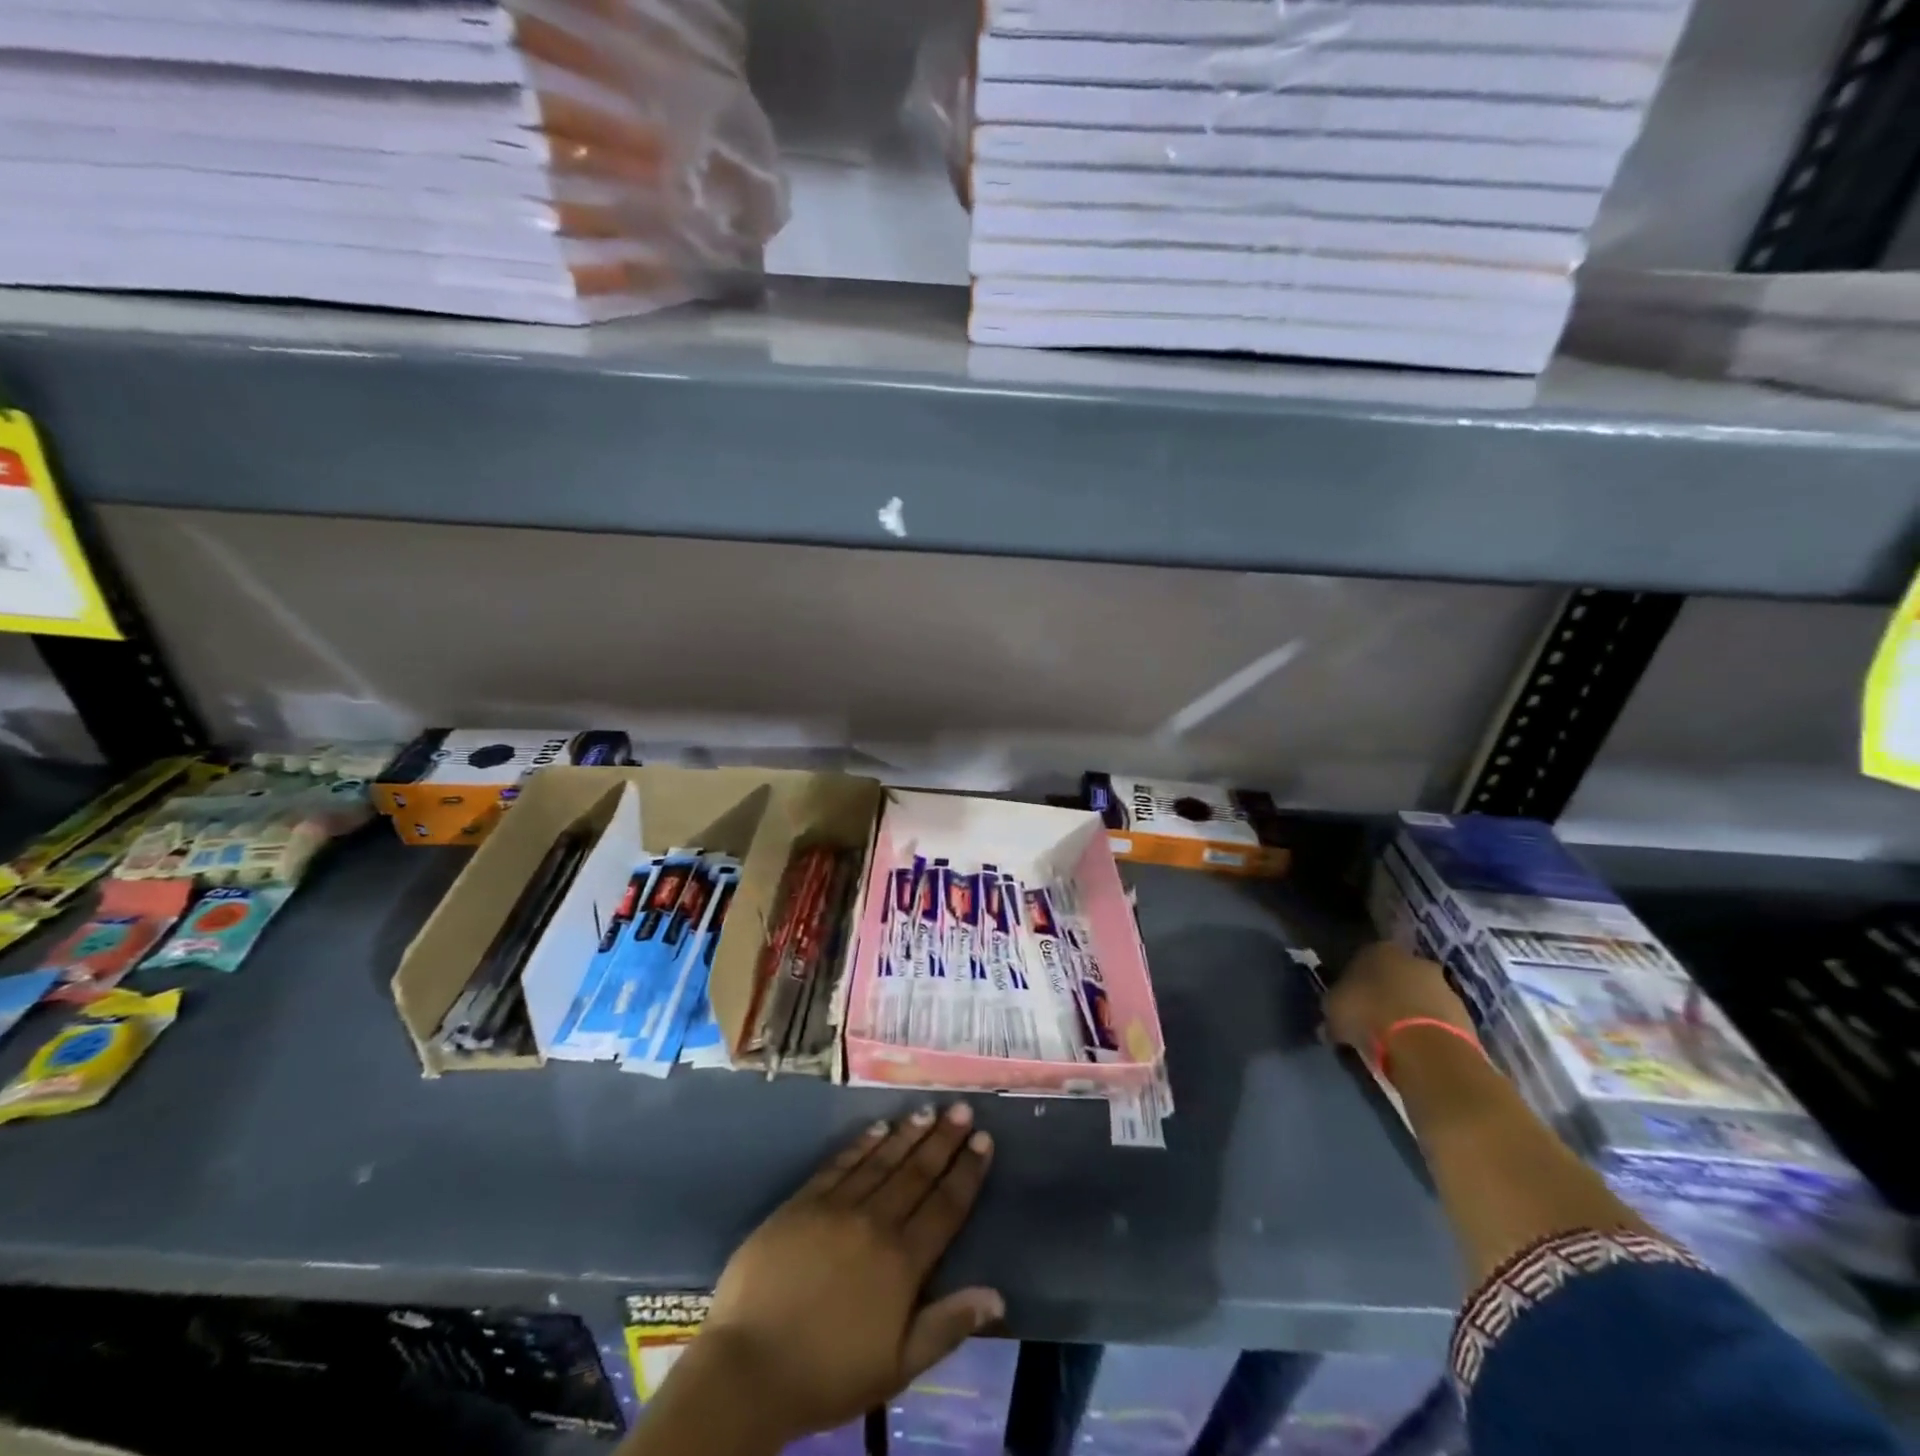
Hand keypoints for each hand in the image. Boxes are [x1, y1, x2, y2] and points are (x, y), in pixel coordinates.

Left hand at [696, 1103, 999, 1444]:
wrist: (749, 1367)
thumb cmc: (828, 1375)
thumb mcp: (897, 1367)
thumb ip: (947, 1326)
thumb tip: (996, 1296)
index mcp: (903, 1262)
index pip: (945, 1206)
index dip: (967, 1172)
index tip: (984, 1139)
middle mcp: (875, 1223)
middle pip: (917, 1173)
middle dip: (944, 1139)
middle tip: (962, 1108)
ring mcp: (837, 1207)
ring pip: (882, 1160)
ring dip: (908, 1133)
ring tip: (928, 1110)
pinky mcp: (803, 1202)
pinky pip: (841, 1163)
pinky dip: (863, 1143)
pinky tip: (878, 1126)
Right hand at [1323, 941, 1472, 1058]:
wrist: (1426, 1048)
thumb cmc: (1369, 1017)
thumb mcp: (1334, 1011)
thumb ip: (1334, 1007)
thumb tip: (1332, 1020)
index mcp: (1378, 949)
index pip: (1361, 959)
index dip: (1354, 980)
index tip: (1349, 1001)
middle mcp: (1413, 959)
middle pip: (1395, 975)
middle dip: (1386, 993)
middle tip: (1373, 1018)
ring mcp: (1443, 985)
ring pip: (1419, 995)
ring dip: (1409, 1011)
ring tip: (1395, 1038)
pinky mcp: (1464, 1013)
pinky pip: (1437, 1018)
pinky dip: (1427, 1029)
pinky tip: (1415, 1048)